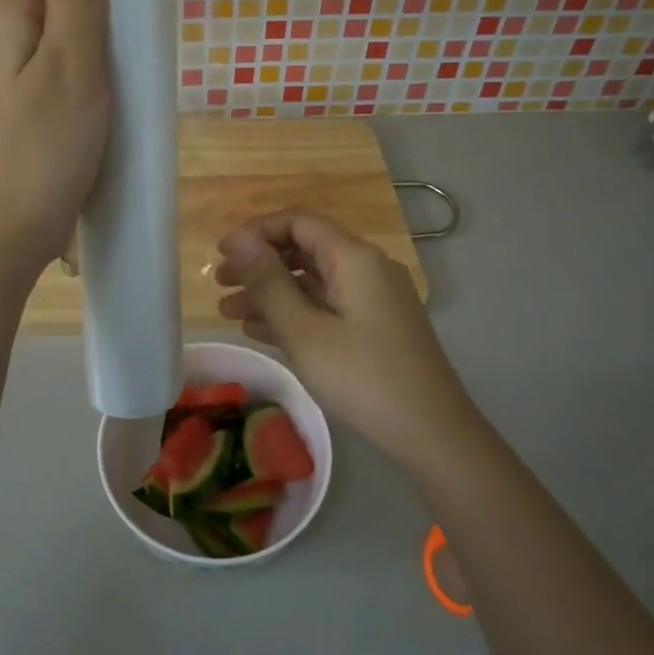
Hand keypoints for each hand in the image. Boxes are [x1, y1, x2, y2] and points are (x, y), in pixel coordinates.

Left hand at [0, 0, 110, 274]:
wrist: (8, 232)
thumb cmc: (45, 147)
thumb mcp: (70, 64)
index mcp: (4, 20)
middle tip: (138, 27)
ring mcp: (7, 80)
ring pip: (56, 36)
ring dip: (94, 37)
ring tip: (130, 60)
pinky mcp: (21, 111)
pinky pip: (56, 71)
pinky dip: (86, 70)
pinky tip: (109, 92)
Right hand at [215, 211, 474, 464]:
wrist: (432, 433)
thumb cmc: (363, 377)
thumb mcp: (305, 331)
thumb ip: (269, 283)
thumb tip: (238, 241)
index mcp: (354, 258)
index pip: (298, 221)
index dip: (256, 231)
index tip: (221, 254)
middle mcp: (367, 268)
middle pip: (305, 249)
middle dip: (260, 263)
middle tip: (221, 284)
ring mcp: (374, 298)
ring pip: (313, 281)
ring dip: (271, 292)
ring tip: (229, 313)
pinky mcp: (376, 326)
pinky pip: (327, 306)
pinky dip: (294, 312)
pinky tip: (261, 331)